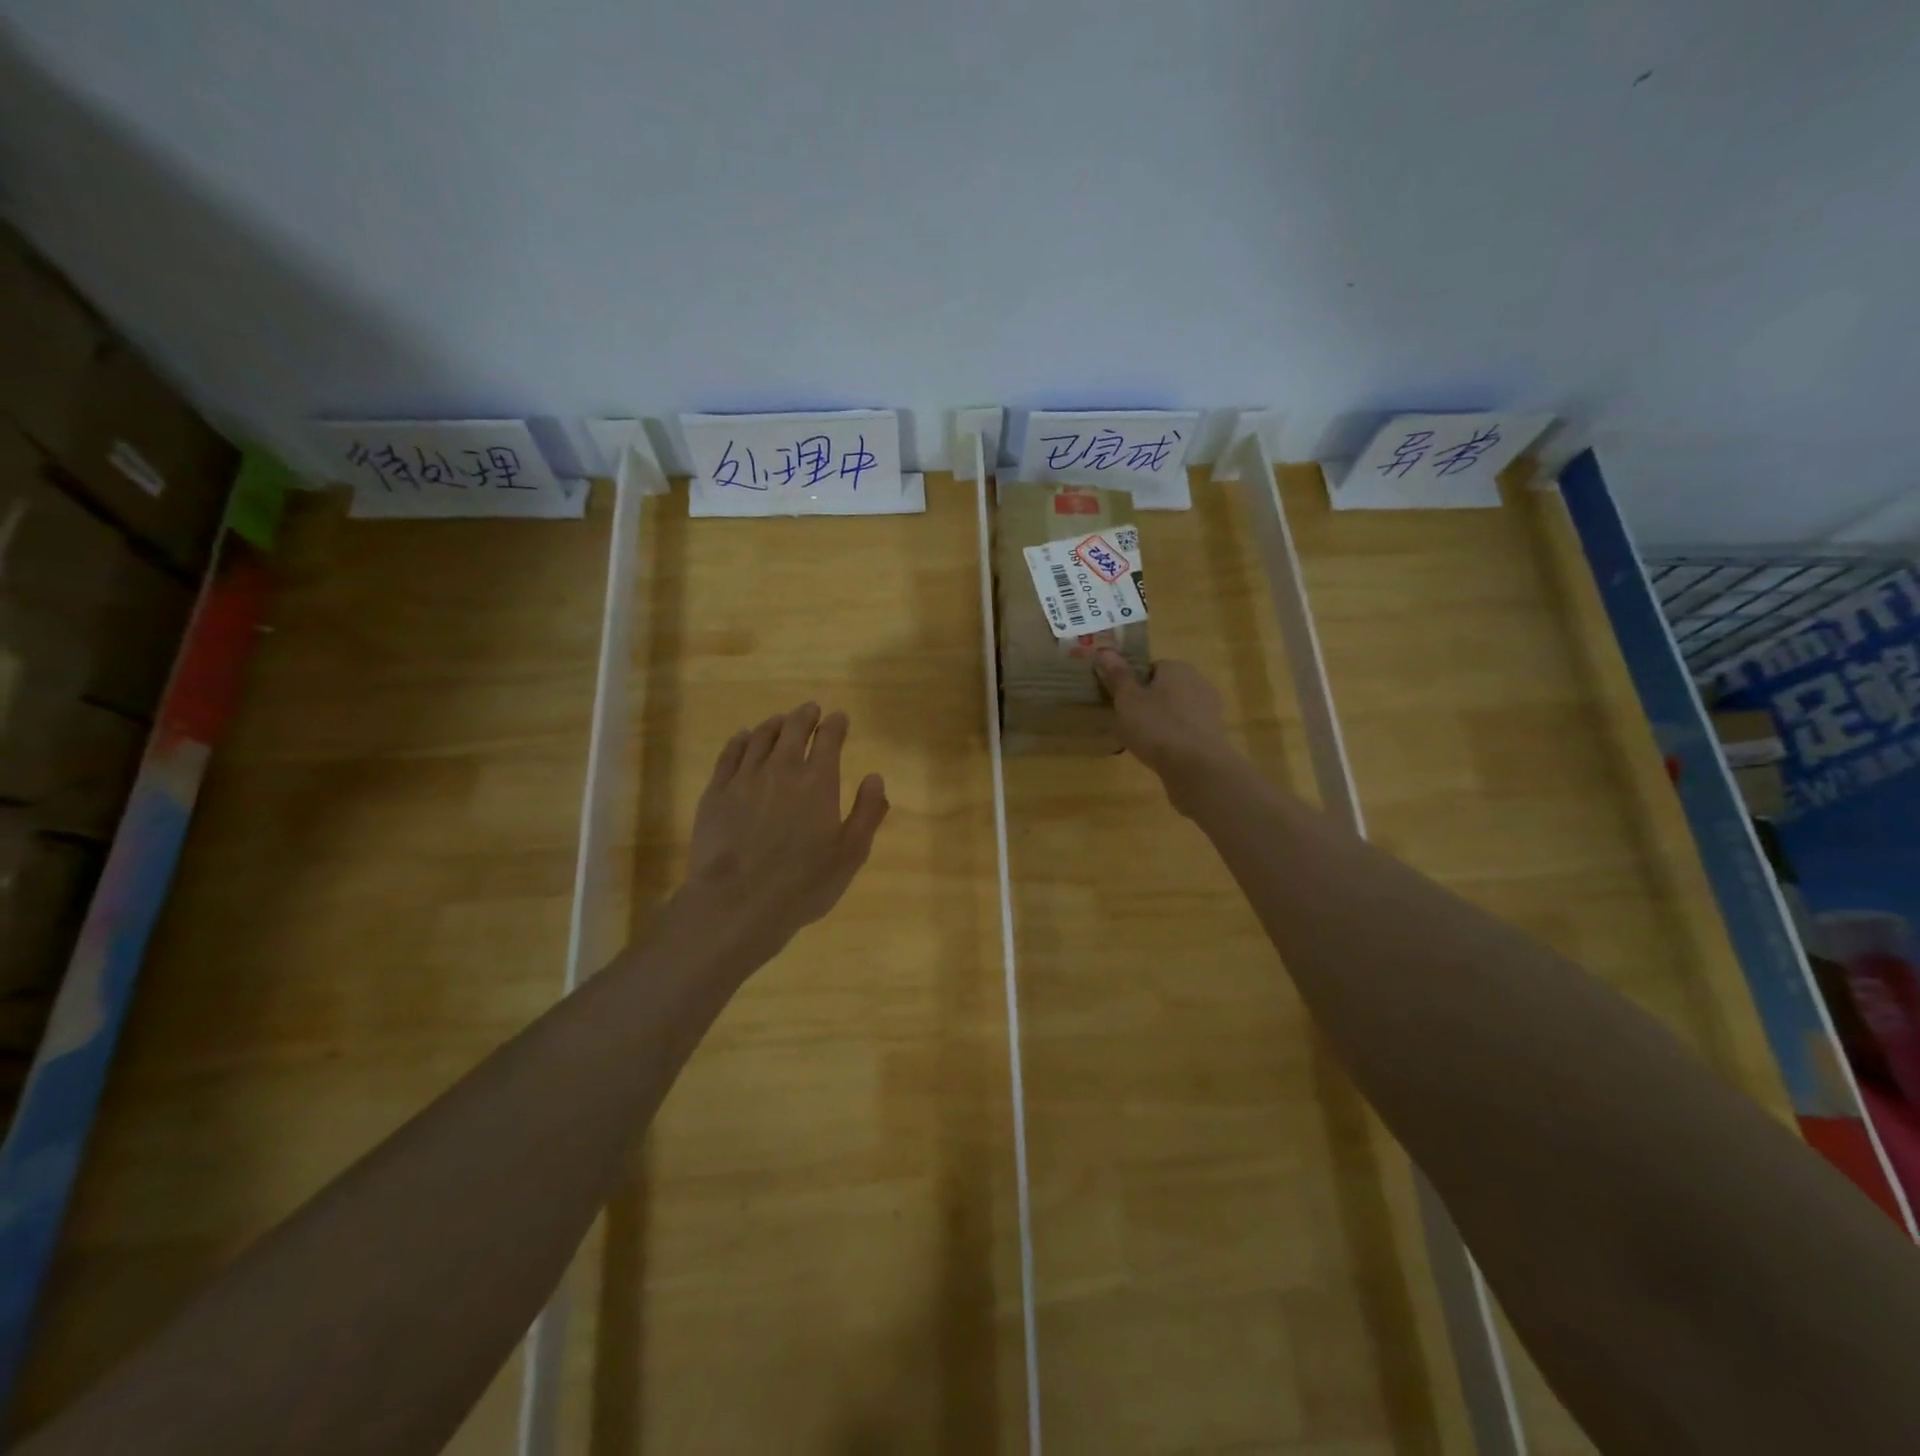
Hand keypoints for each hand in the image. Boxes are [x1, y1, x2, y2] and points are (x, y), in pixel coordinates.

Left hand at [683, 702, 888, 963]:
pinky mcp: (715, 793)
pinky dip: (740, 740)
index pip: (829, 739)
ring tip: (780, 720)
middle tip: (810, 710)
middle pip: (793, 729)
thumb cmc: (803, 883)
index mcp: (818, 782)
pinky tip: (743, 738)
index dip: (835, 725)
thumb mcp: (851, 854)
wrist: (736, 902)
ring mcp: (744, 778)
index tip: (839, 717)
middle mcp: (781, 769)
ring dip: (774, 724)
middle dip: (805, 716)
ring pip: (760, 737)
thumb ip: (867, 812)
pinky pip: (729, 754)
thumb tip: (875, 777)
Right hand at [1092, 650, 1239, 812]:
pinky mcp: (1213, 734)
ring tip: (1142, 741)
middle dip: (1148, 702)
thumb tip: (1104, 649)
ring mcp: (1209, 709)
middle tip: (1128, 722)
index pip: (1150, 668)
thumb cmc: (1156, 726)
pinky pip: (1186, 730)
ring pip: (1176, 710)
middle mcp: (1197, 682)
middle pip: (1165, 688)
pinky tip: (1161, 753)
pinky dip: (1174, 737)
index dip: (1133, 684)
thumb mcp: (1127, 699)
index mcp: (1176, 668)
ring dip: (1161, 721)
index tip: (1121, 702)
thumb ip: (1117, 675)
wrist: (1196, 767)